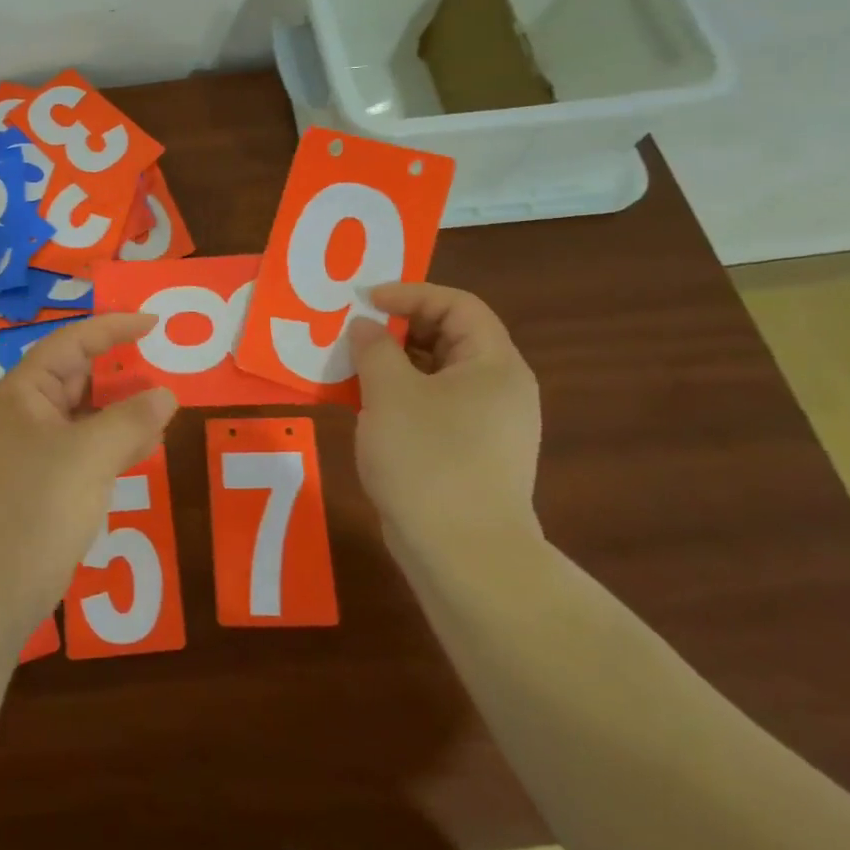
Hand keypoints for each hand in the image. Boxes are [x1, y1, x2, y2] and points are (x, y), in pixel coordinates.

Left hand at [0, 314, 178, 645]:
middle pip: (80, 376)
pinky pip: (89, 448)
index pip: (73, 342)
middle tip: (167, 365)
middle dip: (122, 370)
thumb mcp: (88, 456)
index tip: (154, 323)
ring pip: (87, 414)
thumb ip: (131, 420)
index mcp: (25, 391)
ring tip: (166, 404)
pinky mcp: (47, 483)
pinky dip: (117, 442)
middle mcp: (28, 412)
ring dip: (124, 409)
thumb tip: (167, 395)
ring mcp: (37, 449)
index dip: (114, 328)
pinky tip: (147, 446)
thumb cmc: (34, 507)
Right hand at [347, 282, 542, 567]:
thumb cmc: (429, 459)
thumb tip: (365, 327)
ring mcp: (487, 425)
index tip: (366, 301)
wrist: (464, 556)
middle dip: (398, 328)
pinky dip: (399, 397)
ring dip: (393, 364)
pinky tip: (364, 406)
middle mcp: (499, 389)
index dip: (411, 294)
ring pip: (437, 375)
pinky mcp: (470, 455)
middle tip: (354, 331)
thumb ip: (374, 348)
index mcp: (494, 365)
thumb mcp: (390, 392)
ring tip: (350, 366)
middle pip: (449, 337)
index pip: (458, 305)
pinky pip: (433, 407)